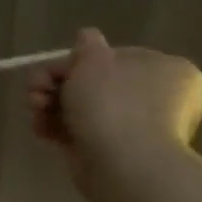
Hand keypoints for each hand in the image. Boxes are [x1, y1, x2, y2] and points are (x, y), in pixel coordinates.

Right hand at [29, 28, 201, 180]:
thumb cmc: (112, 103)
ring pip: (83, 108)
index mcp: (167, 70)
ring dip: (51, 106)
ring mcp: (137, 127)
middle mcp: (158, 97)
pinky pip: (82, 131)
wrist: (123, 163)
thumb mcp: (93, 60)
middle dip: (56, 85)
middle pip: (94, 83)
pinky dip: (58, 129)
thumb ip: (86, 45)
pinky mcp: (116, 150)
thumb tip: (87, 37)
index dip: (77, 61)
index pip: (114, 57)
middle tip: (35, 90)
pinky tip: (42, 130)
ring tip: (35, 111)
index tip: (54, 70)